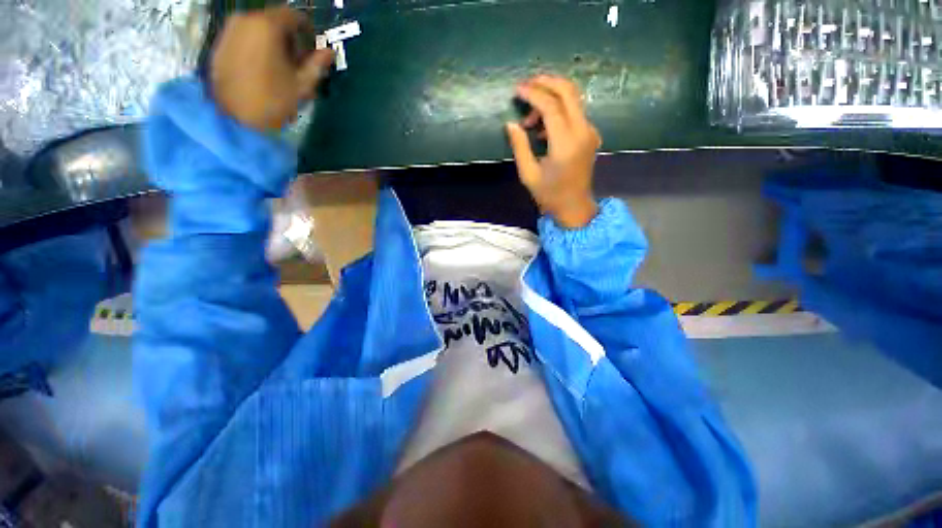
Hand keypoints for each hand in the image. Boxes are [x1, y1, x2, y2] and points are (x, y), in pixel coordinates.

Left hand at [210, 6, 332, 131]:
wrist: (233, 118)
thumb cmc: (272, 100)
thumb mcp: (301, 84)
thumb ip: (316, 64)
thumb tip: (329, 52)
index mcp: (267, 25)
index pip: (293, 15)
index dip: (306, 29)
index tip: (313, 47)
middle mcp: (245, 20)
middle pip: (274, 21)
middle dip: (289, 39)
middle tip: (298, 62)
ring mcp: (229, 31)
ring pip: (258, 29)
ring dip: (273, 44)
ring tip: (281, 69)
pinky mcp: (220, 44)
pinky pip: (245, 38)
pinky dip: (257, 48)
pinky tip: (263, 70)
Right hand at [506, 75, 600, 228]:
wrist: (575, 206)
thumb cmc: (549, 195)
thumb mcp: (528, 174)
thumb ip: (519, 147)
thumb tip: (510, 124)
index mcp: (565, 144)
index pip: (551, 106)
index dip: (533, 94)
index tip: (517, 90)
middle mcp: (582, 132)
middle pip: (568, 91)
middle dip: (546, 82)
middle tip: (526, 86)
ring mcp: (589, 131)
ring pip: (573, 99)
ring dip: (551, 97)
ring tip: (530, 118)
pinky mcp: (590, 134)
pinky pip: (574, 112)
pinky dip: (558, 110)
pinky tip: (543, 127)